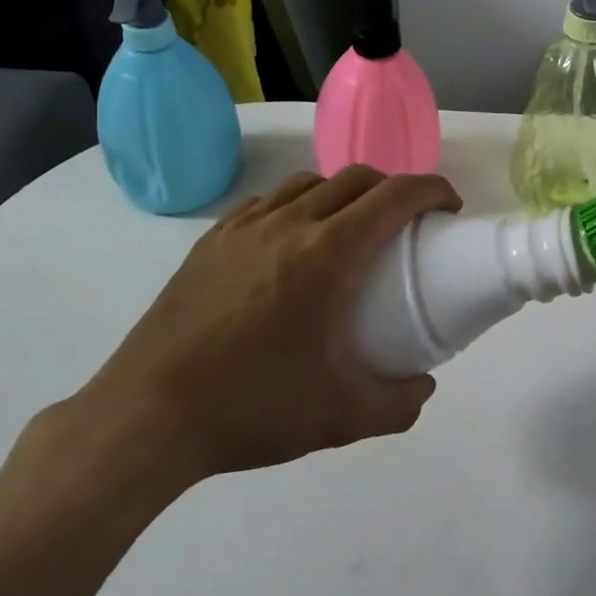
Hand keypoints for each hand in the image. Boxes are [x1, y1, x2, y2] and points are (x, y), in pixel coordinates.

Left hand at [62, 166, 460, 502]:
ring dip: (344, 194)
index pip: (395, 196)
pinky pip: (269, 202)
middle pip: (357, 178)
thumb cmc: (252, 408)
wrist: (146, 416)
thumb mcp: (342, 418)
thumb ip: (399, 402)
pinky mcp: (212, 239)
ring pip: (310, 183)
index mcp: (328, 253)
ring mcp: (245, 226)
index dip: (432, 190)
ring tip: (349, 231)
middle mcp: (289, 223)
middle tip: (407, 225)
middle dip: (394, 188)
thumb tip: (424, 385)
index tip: (449, 208)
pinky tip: (291, 243)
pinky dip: (298, 206)